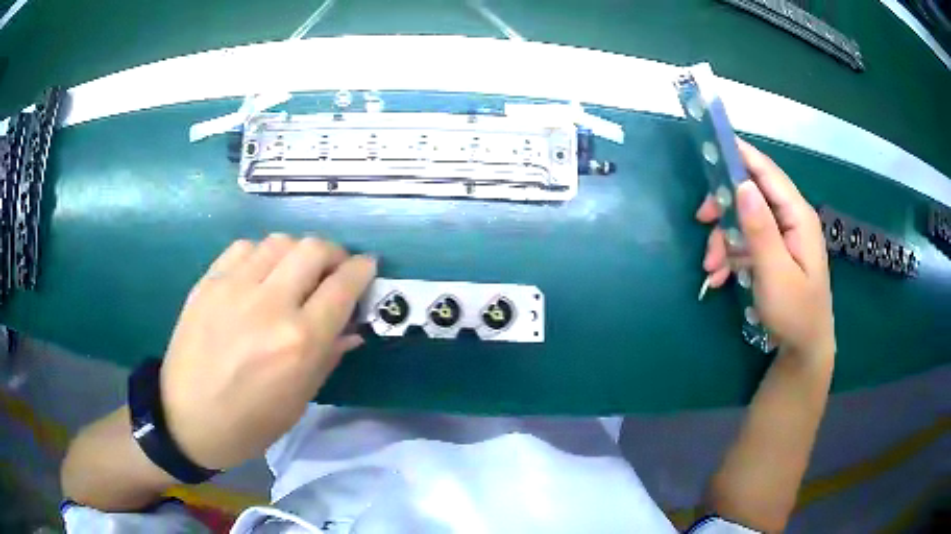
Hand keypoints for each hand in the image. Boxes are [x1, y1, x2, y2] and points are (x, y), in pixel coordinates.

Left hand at [159, 235, 376, 470]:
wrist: (186, 418)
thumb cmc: (249, 423)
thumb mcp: (299, 400)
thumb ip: (328, 355)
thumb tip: (352, 327)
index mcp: (299, 342)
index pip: (343, 286)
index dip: (362, 270)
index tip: (367, 267)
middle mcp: (270, 305)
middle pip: (313, 248)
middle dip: (334, 253)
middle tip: (333, 269)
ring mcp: (234, 288)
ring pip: (279, 241)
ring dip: (297, 252)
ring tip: (294, 272)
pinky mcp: (208, 281)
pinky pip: (244, 247)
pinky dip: (262, 254)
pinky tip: (259, 274)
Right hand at [696, 139, 834, 358]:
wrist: (803, 350)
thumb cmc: (795, 313)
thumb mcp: (776, 274)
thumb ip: (761, 230)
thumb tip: (742, 185)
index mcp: (798, 217)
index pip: (767, 172)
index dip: (741, 155)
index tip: (711, 147)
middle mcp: (790, 219)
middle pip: (752, 194)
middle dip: (724, 208)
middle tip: (701, 221)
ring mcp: (782, 237)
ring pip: (744, 220)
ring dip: (723, 239)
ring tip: (710, 269)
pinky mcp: (773, 253)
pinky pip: (746, 242)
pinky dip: (729, 256)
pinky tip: (718, 277)